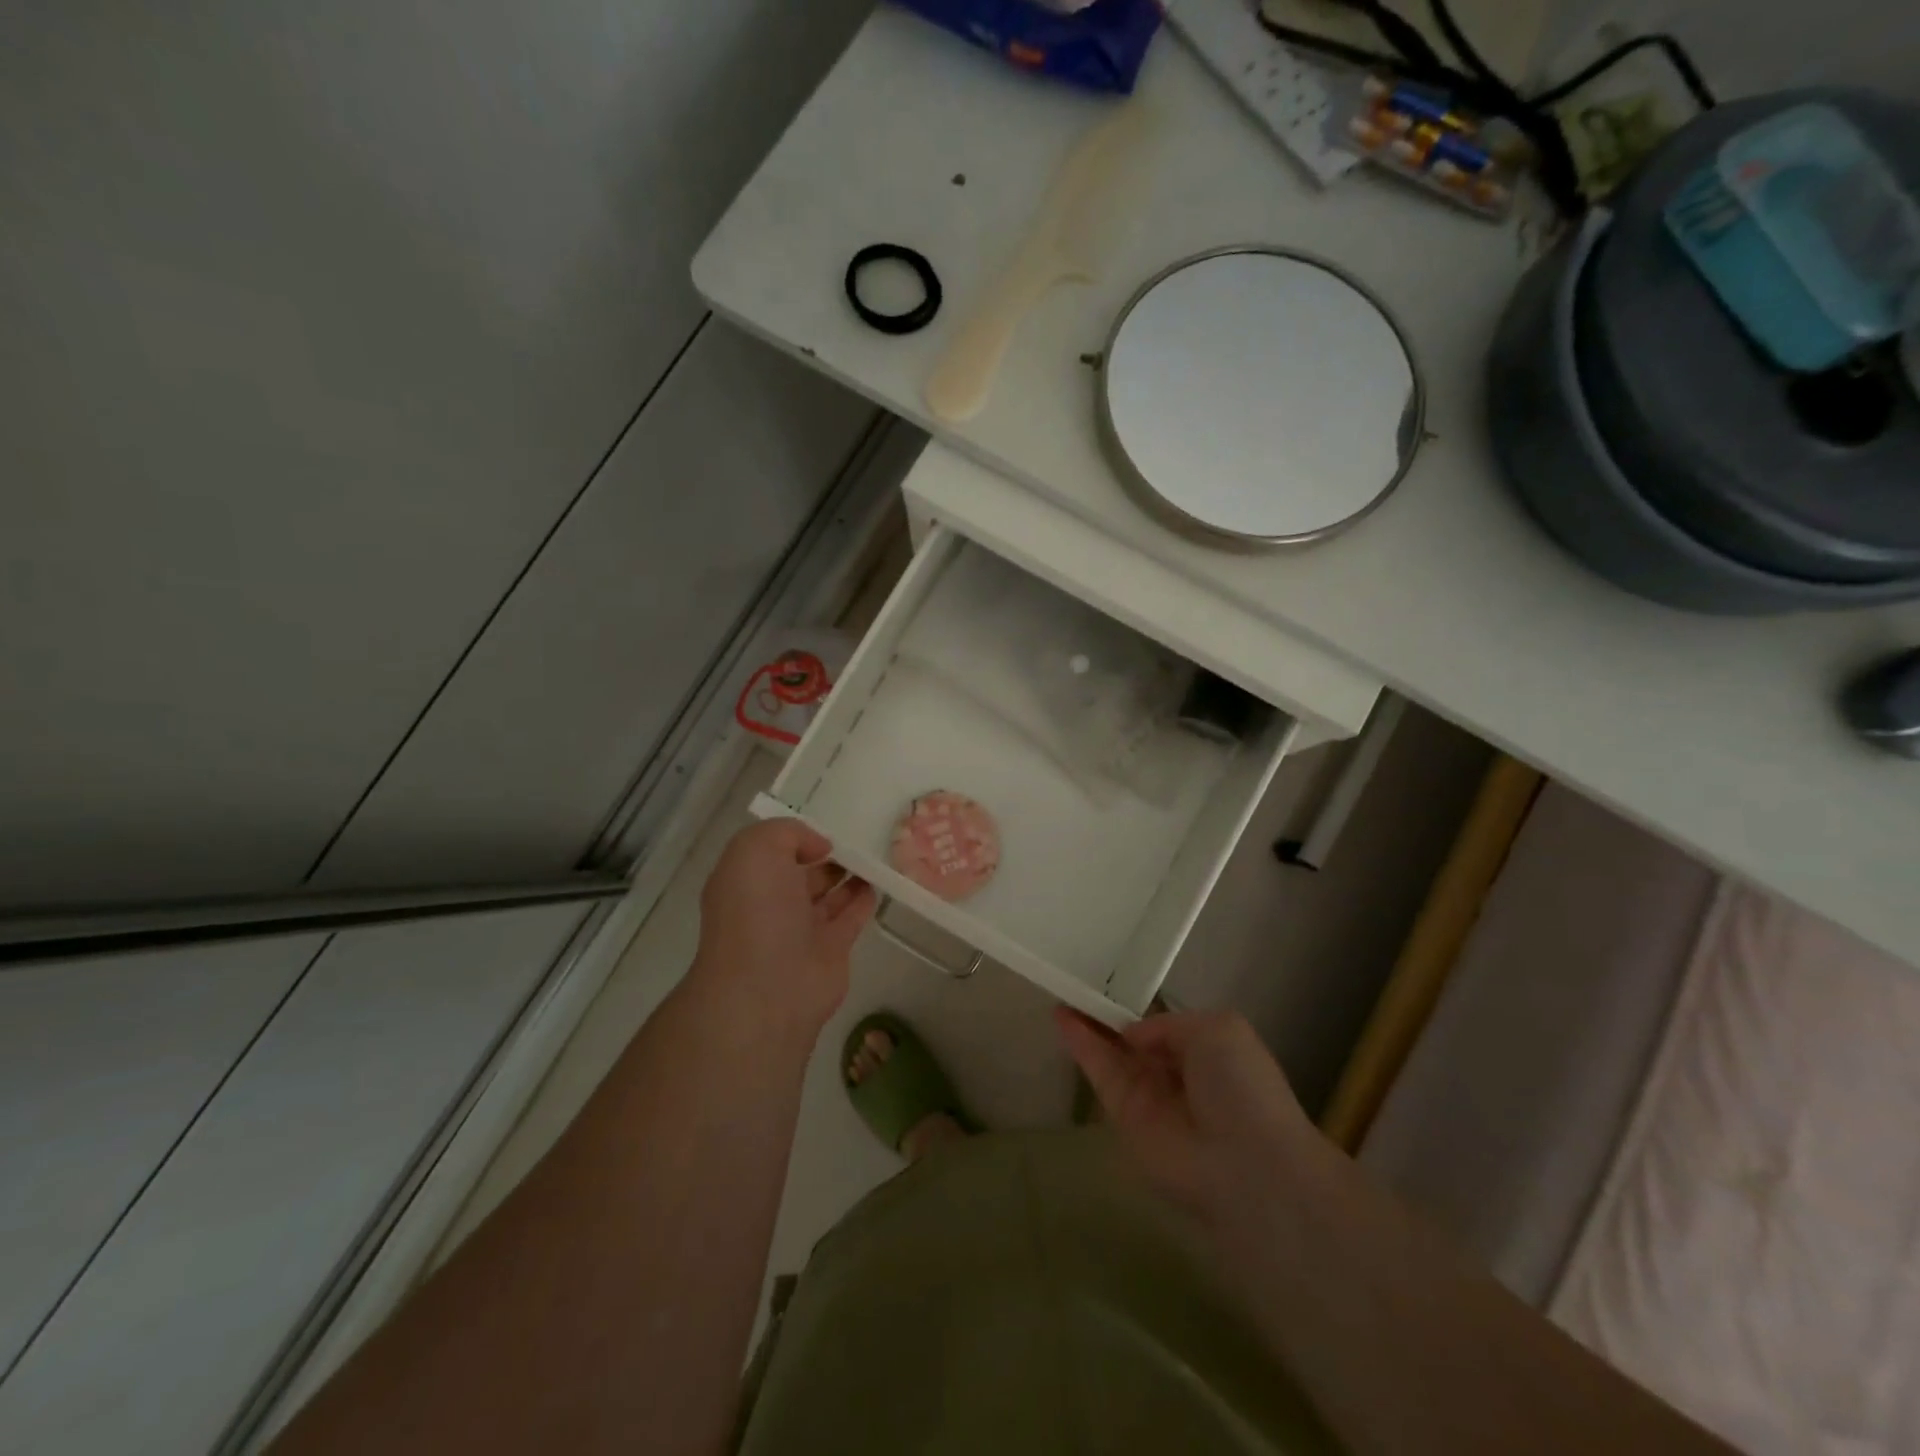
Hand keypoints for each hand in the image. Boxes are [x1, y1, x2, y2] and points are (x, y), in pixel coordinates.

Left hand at [691, 819, 875, 1034]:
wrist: (767, 988)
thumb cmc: (756, 912)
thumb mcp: (756, 850)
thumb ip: (788, 833)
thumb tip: (820, 848)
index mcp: (746, 880)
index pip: (772, 850)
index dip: (796, 835)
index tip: (825, 822)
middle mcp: (771, 903)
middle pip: (802, 871)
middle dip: (825, 854)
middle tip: (859, 833)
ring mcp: (801, 929)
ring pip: (828, 894)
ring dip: (848, 874)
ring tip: (875, 852)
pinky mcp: (831, 950)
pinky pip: (851, 917)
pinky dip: (864, 899)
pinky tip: (880, 881)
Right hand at [1055, 1007, 1321, 1228]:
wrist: (1243, 1162)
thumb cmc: (1241, 1086)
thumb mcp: (1219, 1028)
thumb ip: (1169, 1022)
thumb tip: (1133, 1034)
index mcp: (1206, 1050)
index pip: (1162, 1025)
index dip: (1137, 1007)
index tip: (1109, 981)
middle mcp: (1174, 1072)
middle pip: (1132, 1038)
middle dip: (1106, 1013)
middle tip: (1076, 983)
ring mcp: (1147, 1095)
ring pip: (1110, 1052)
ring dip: (1086, 1023)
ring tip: (1061, 991)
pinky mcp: (1122, 1114)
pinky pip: (1099, 1072)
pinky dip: (1080, 1044)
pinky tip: (1061, 1015)